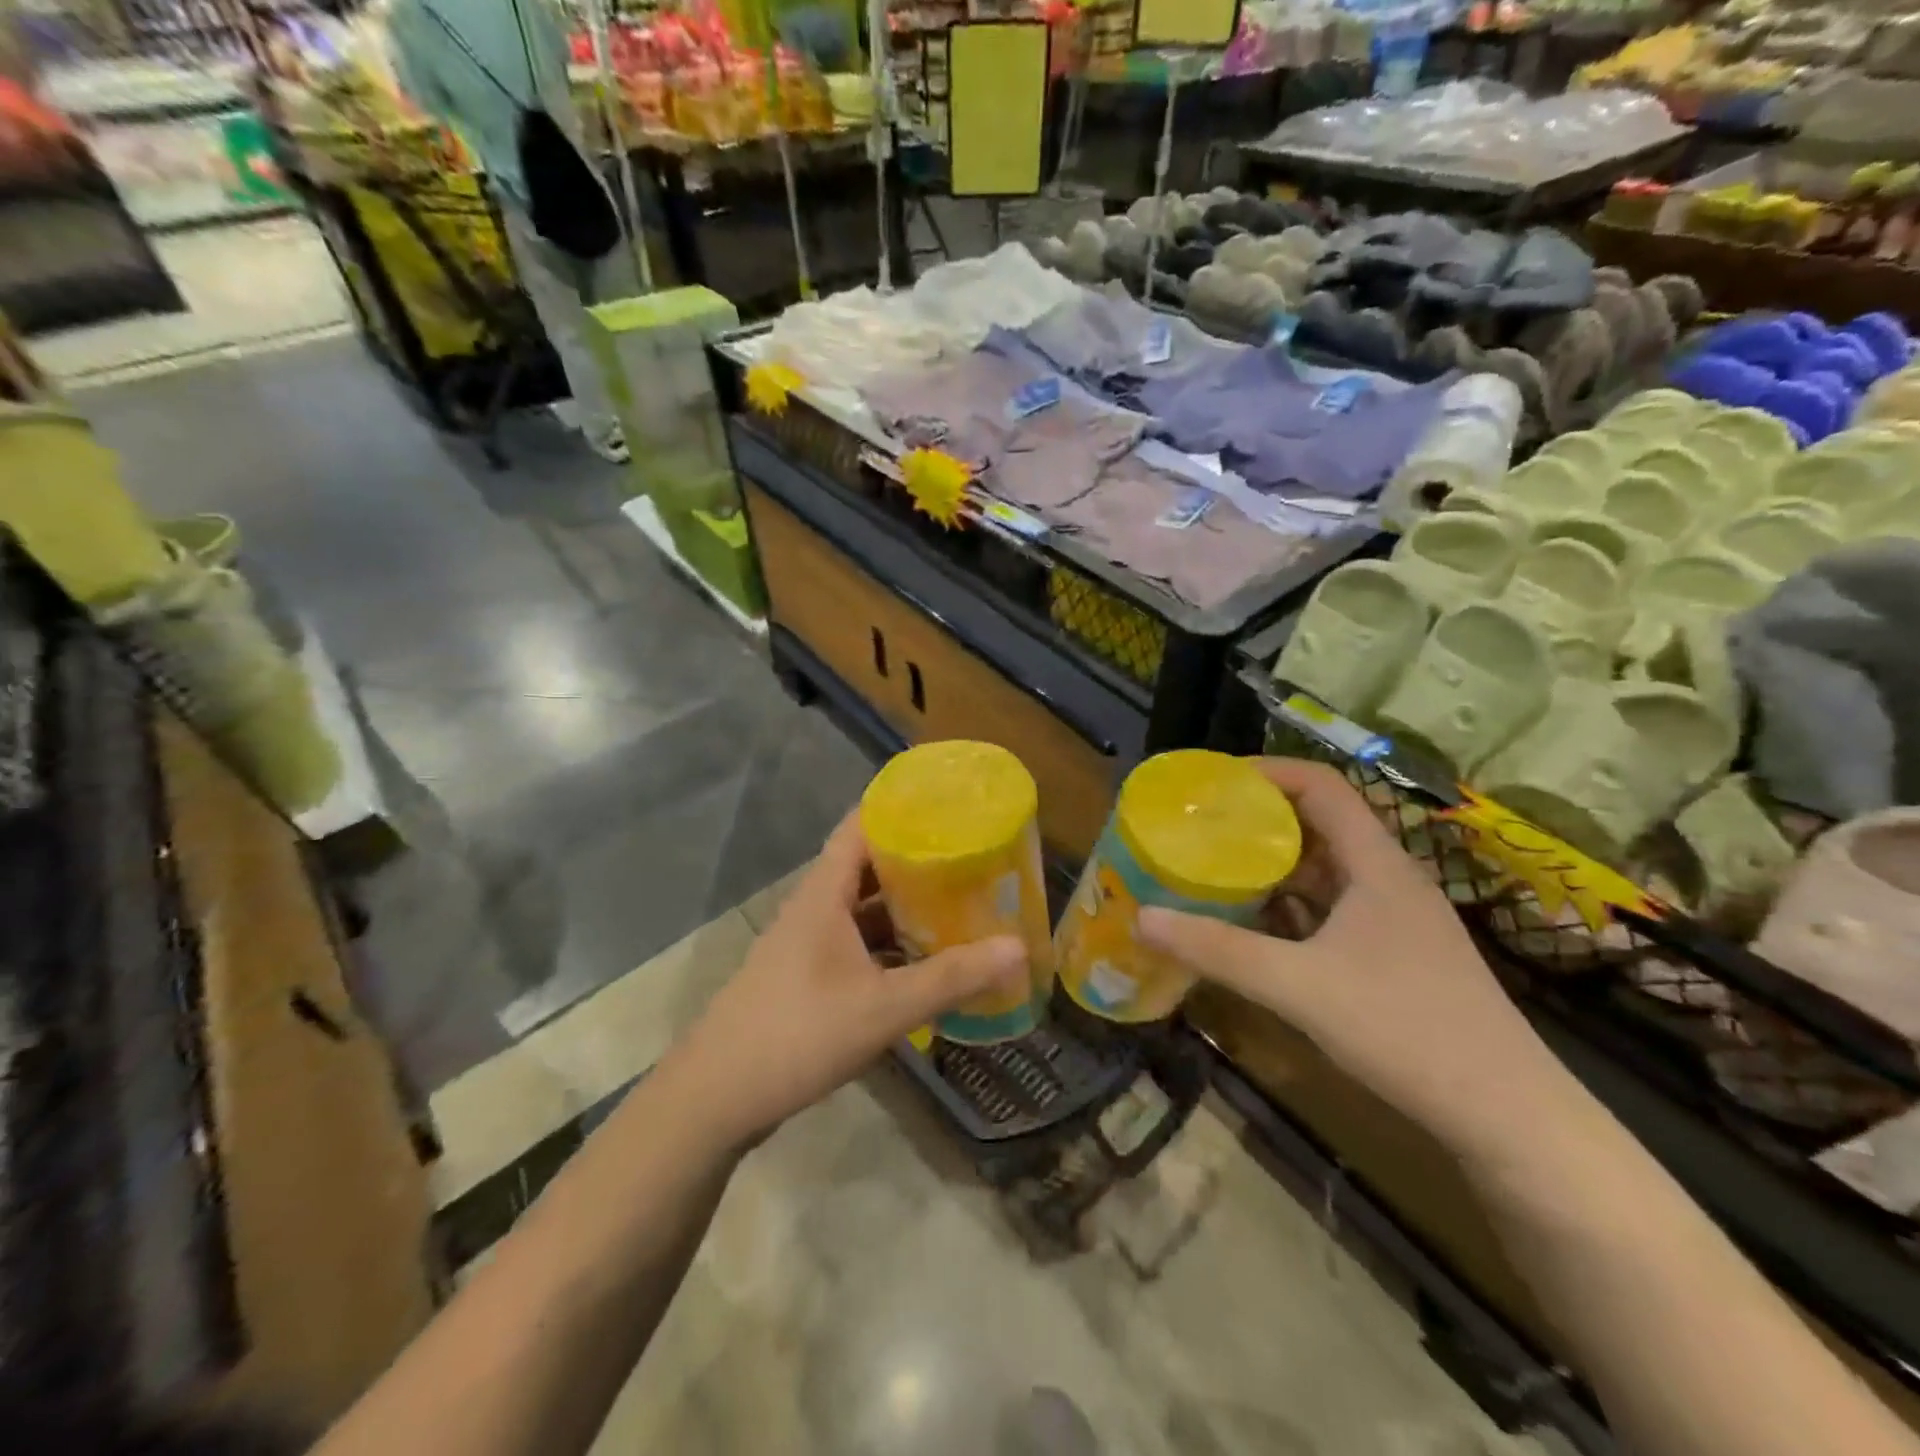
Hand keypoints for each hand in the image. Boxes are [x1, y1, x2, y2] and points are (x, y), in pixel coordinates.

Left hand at [673, 811, 1026, 1145]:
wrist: (714, 1099)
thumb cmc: (797, 1034)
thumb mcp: (883, 1008)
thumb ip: (950, 978)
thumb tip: (1018, 948)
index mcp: (824, 893)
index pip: (861, 825)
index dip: (901, 808)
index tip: (950, 804)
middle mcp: (814, 907)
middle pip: (868, 865)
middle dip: (917, 860)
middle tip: (970, 857)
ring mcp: (807, 943)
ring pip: (862, 908)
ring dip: (904, 906)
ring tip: (958, 902)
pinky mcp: (806, 977)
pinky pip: (856, 943)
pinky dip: (890, 944)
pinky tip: (923, 960)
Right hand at [1138, 758, 1574, 1159]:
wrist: (1508, 1115)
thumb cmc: (1406, 1029)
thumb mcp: (1298, 986)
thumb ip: (1218, 951)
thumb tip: (1142, 918)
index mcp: (1375, 865)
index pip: (1321, 786)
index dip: (1267, 772)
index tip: (1212, 782)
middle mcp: (1388, 879)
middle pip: (1320, 823)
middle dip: (1259, 818)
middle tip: (1201, 826)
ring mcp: (1396, 919)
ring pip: (1326, 868)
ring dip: (1273, 863)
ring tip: (1216, 868)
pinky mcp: (1396, 954)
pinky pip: (1332, 907)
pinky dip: (1291, 904)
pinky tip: (1257, 926)